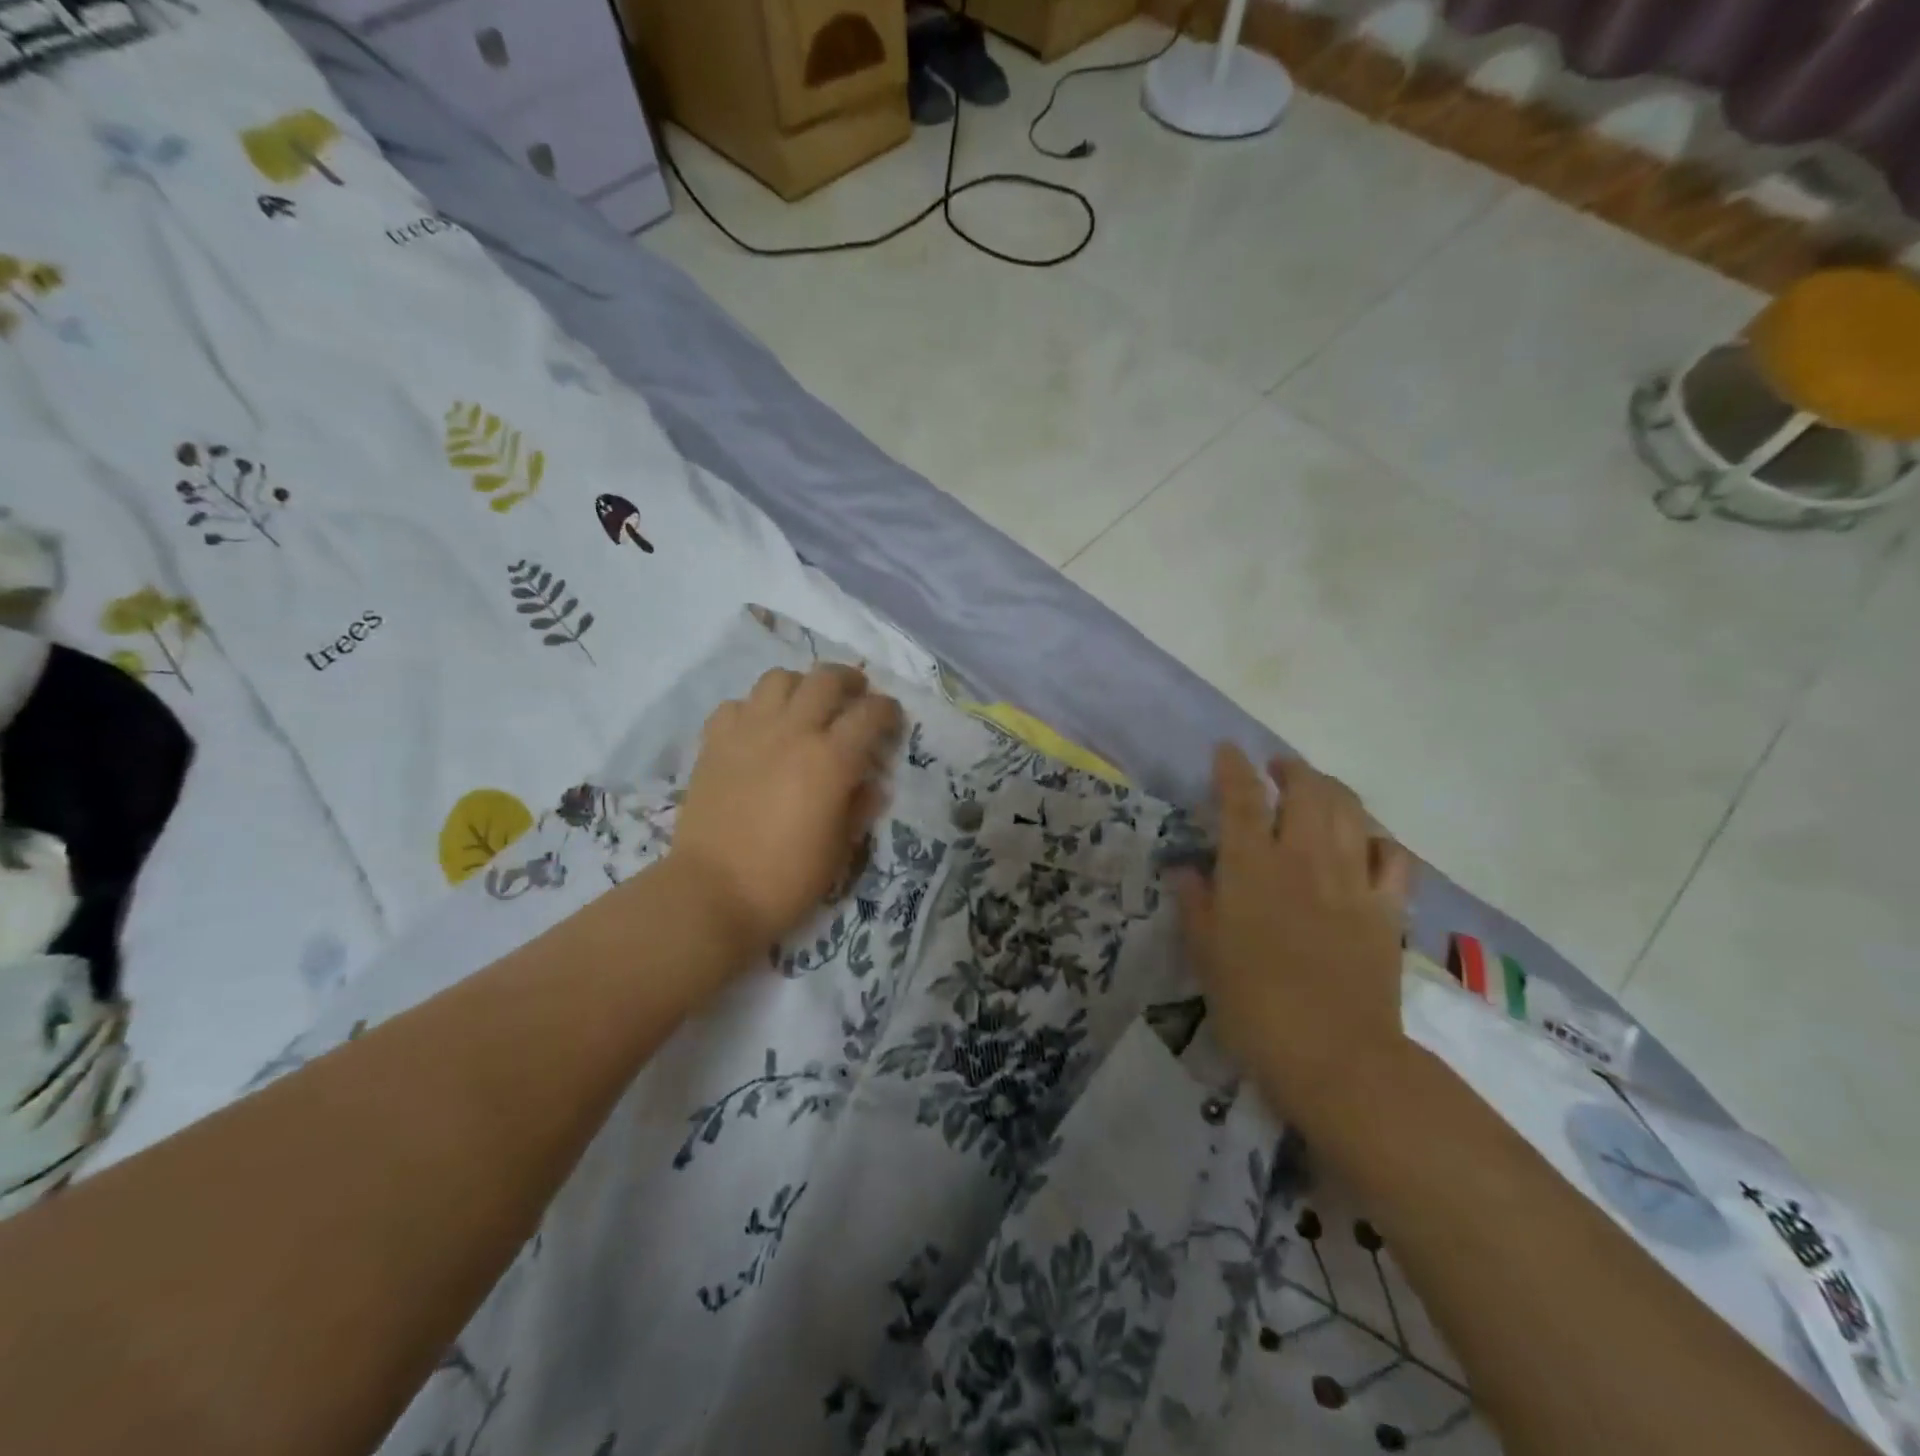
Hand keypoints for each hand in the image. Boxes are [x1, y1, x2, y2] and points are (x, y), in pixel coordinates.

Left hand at [670, 664, 902, 957]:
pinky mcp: (714, 742)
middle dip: (849, 681)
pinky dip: (754, 709)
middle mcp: (793, 731)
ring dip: (800, 685)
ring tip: (806, 705)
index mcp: (831, 759)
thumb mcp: (840, 850)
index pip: (870, 713)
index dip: (888, 711)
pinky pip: (737, 705)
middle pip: (826, 679)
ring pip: (778, 678)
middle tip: (855, 696)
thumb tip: (871, 783)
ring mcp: (749, 731)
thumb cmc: (786, 879)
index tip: (892, 720)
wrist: (712, 893)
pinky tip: (759, 730)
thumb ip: (859, 808)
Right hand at [1172, 745, 1412, 1135]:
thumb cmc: (1252, 1002)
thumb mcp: (1204, 951)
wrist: (1334, 1053)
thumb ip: (1195, 901)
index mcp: (1252, 865)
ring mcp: (1351, 880)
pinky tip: (1367, 844)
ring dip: (1332, 790)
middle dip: (1292, 769)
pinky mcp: (1387, 909)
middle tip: (1278, 770)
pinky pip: (1392, 858)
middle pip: (1307, 790)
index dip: (1233, 767)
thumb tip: (1185, 867)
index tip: (1228, 749)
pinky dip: (1378, 841)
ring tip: (1318, 790)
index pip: (1242, 797)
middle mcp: (1304, 858)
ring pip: (1350, 811)